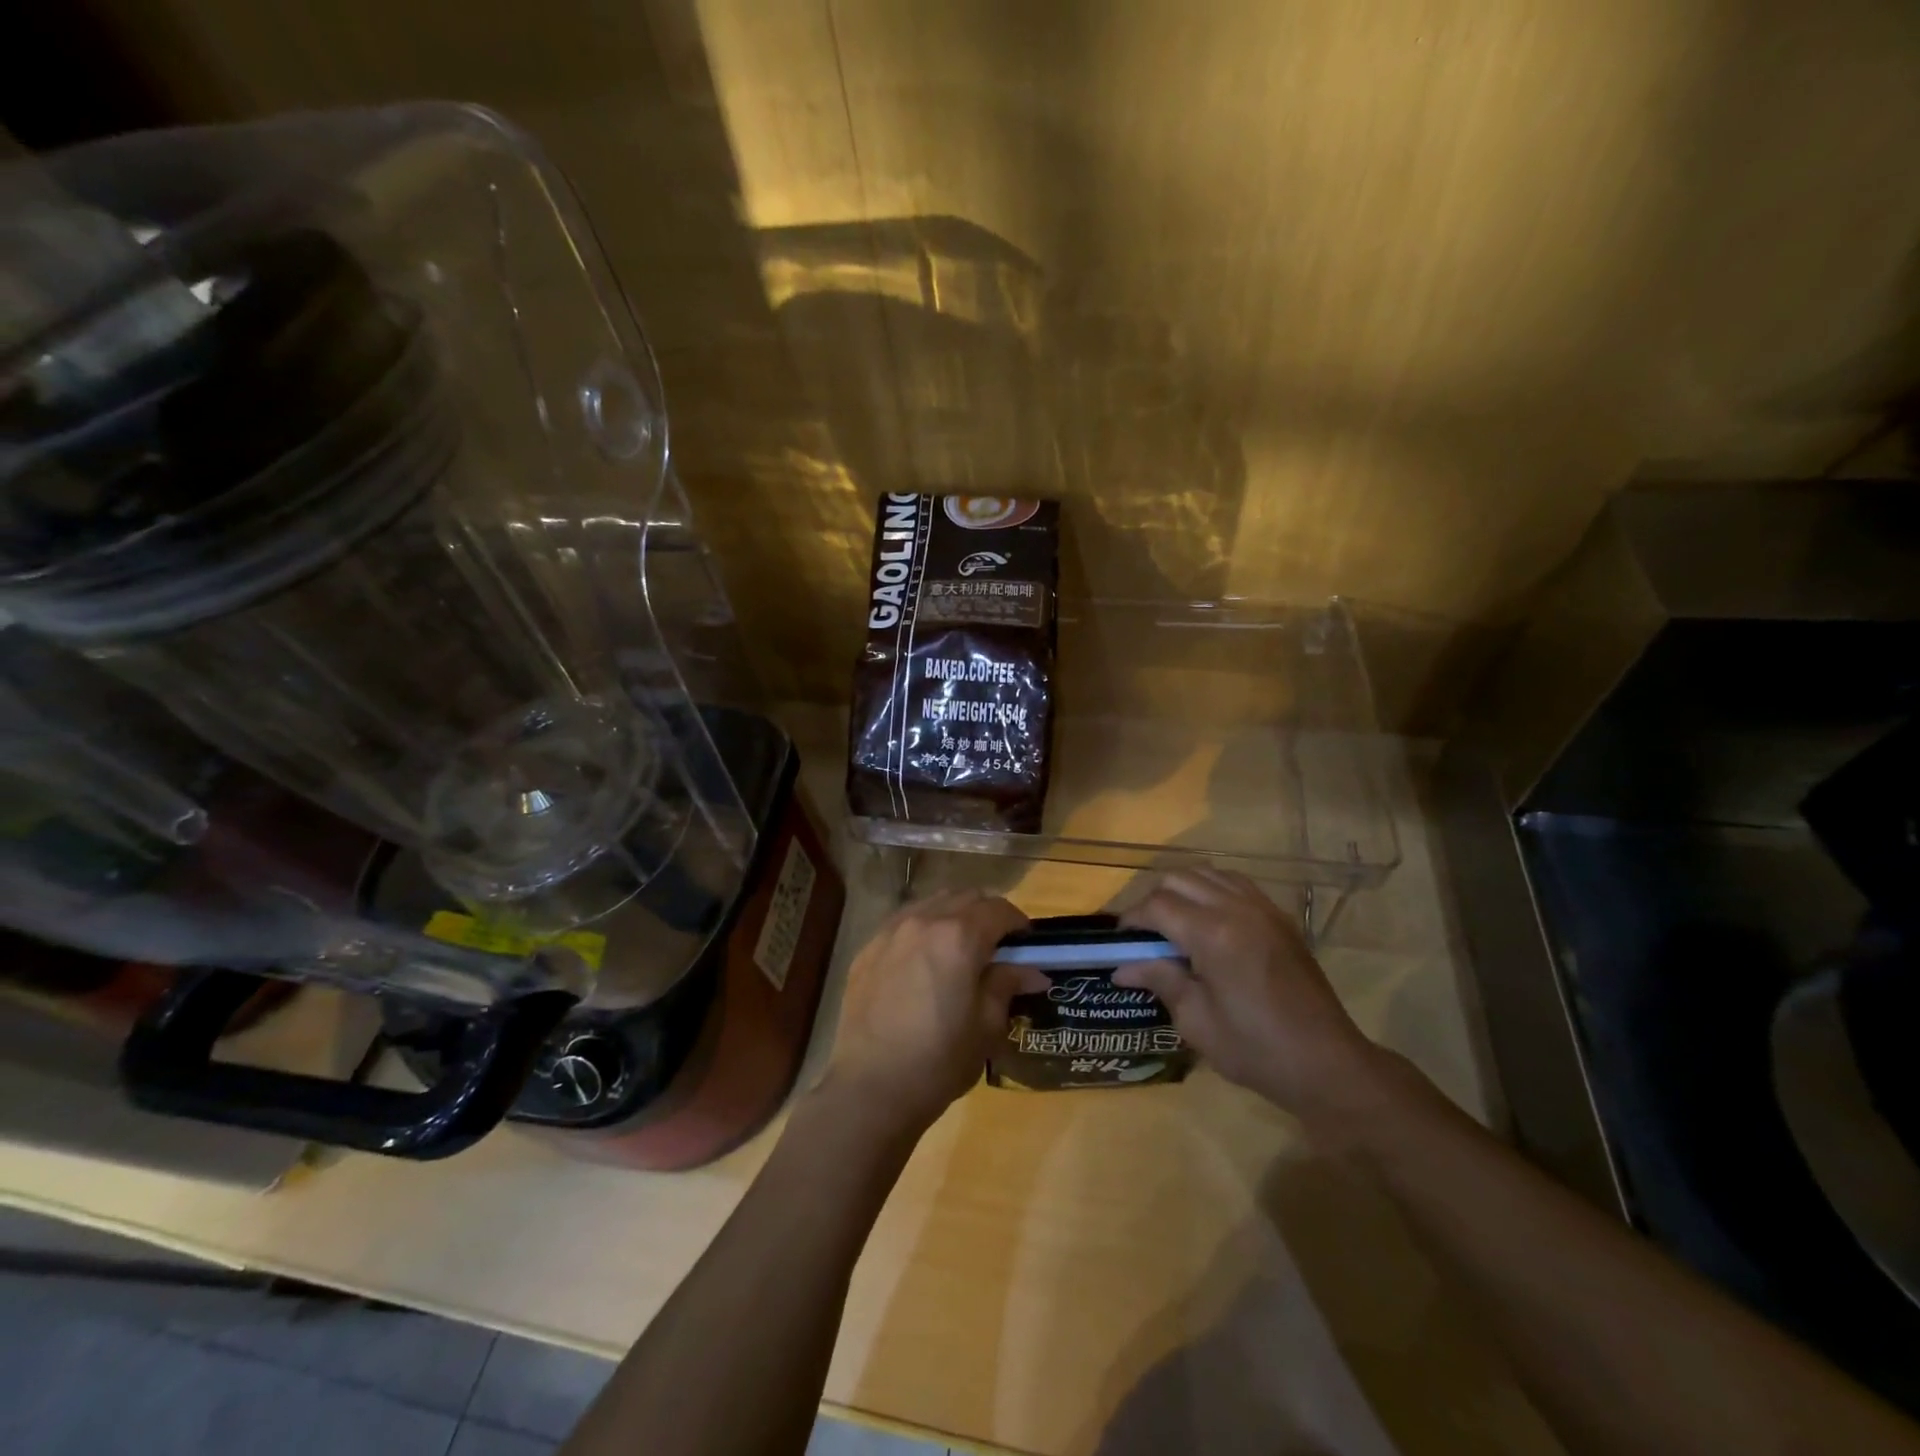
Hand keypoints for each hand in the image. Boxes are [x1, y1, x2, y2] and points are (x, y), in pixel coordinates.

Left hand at [821, 890, 1042, 1135]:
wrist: (870, 1088)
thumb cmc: (939, 1060)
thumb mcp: (986, 1026)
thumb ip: (1007, 985)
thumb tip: (1032, 972)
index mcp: (959, 936)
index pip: (999, 909)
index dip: (1018, 922)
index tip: (1027, 943)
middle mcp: (924, 920)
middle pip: (965, 897)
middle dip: (987, 914)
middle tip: (997, 945)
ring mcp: (890, 931)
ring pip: (932, 904)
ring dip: (954, 915)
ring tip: (960, 948)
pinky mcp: (867, 949)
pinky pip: (903, 922)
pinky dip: (923, 928)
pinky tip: (924, 960)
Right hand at [1113, 868, 1385, 1119]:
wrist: (1327, 1063)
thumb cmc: (1255, 1050)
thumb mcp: (1196, 1022)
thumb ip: (1160, 981)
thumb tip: (1121, 967)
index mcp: (1213, 935)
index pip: (1157, 905)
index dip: (1132, 919)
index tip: (1121, 942)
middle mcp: (1236, 909)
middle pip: (1179, 879)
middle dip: (1153, 900)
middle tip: (1145, 935)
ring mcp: (1262, 908)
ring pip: (1207, 873)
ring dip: (1182, 890)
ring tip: (1173, 924)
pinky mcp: (1279, 916)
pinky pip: (1235, 883)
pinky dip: (1211, 889)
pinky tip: (1207, 919)